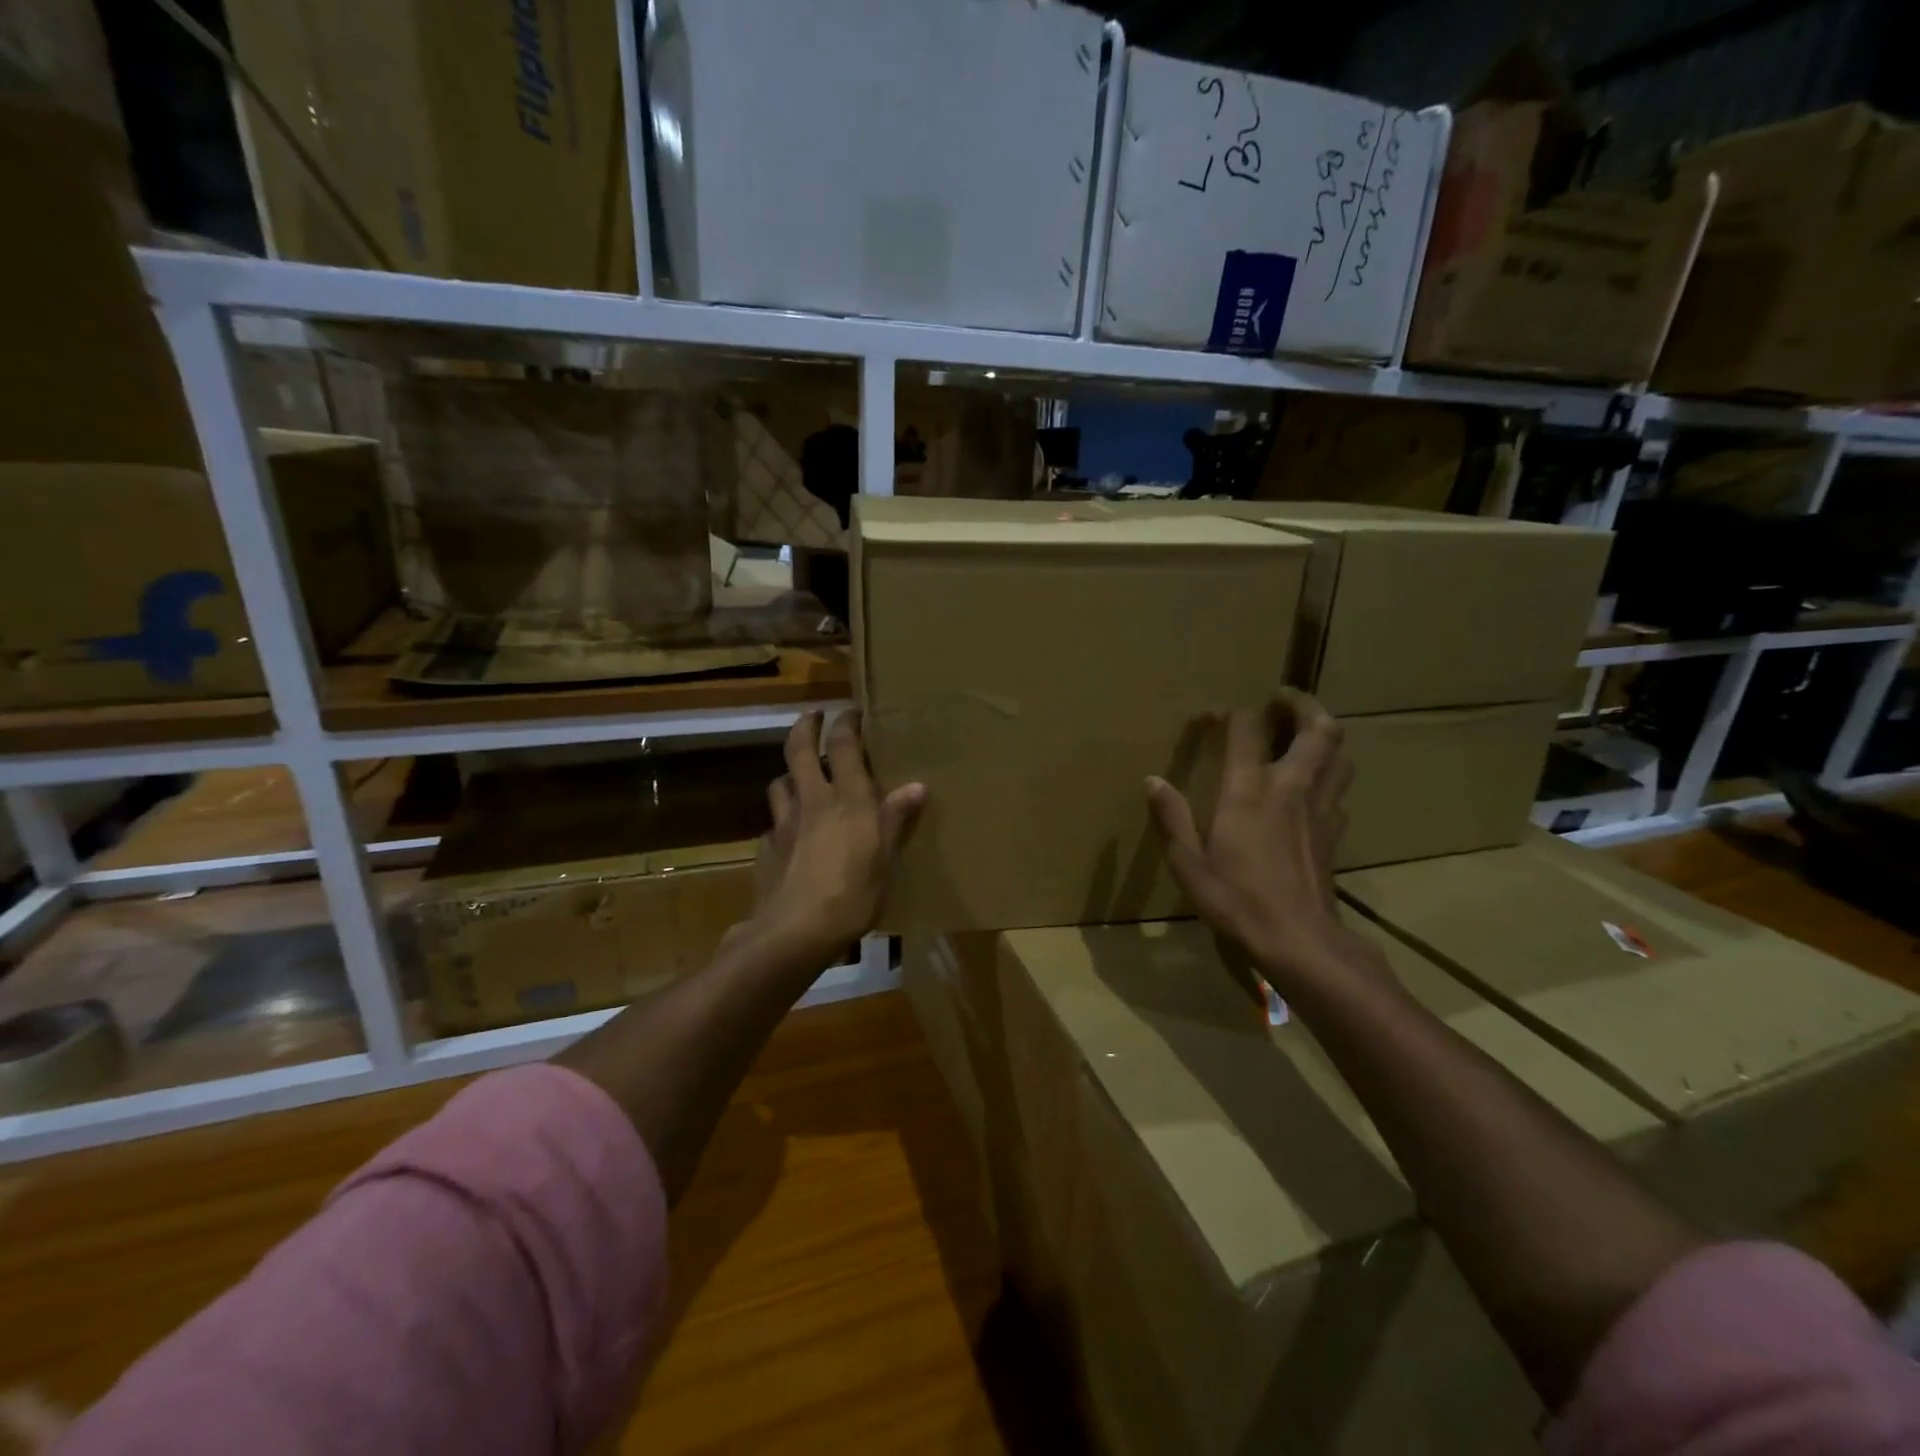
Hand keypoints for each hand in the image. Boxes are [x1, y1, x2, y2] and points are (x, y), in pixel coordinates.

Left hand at [738, 710, 925, 968]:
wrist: (796, 931)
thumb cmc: (854, 894)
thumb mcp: (886, 859)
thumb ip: (897, 819)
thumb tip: (917, 787)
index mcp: (848, 799)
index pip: (843, 745)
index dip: (845, 722)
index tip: (850, 711)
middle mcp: (813, 800)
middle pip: (799, 750)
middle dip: (805, 726)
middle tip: (814, 717)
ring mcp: (784, 823)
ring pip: (779, 783)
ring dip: (789, 774)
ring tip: (799, 778)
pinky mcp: (767, 848)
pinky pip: (774, 823)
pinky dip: (782, 820)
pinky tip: (790, 834)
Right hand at [1146, 691, 1362, 985]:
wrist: (1299, 941)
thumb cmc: (1237, 899)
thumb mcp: (1188, 861)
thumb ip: (1171, 816)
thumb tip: (1152, 780)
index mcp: (1250, 790)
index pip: (1247, 729)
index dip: (1229, 713)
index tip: (1210, 718)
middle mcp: (1292, 787)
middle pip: (1318, 728)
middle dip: (1301, 704)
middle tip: (1280, 699)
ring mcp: (1321, 808)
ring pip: (1340, 753)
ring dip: (1324, 732)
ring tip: (1303, 732)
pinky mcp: (1336, 831)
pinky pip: (1340, 786)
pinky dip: (1329, 771)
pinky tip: (1312, 784)